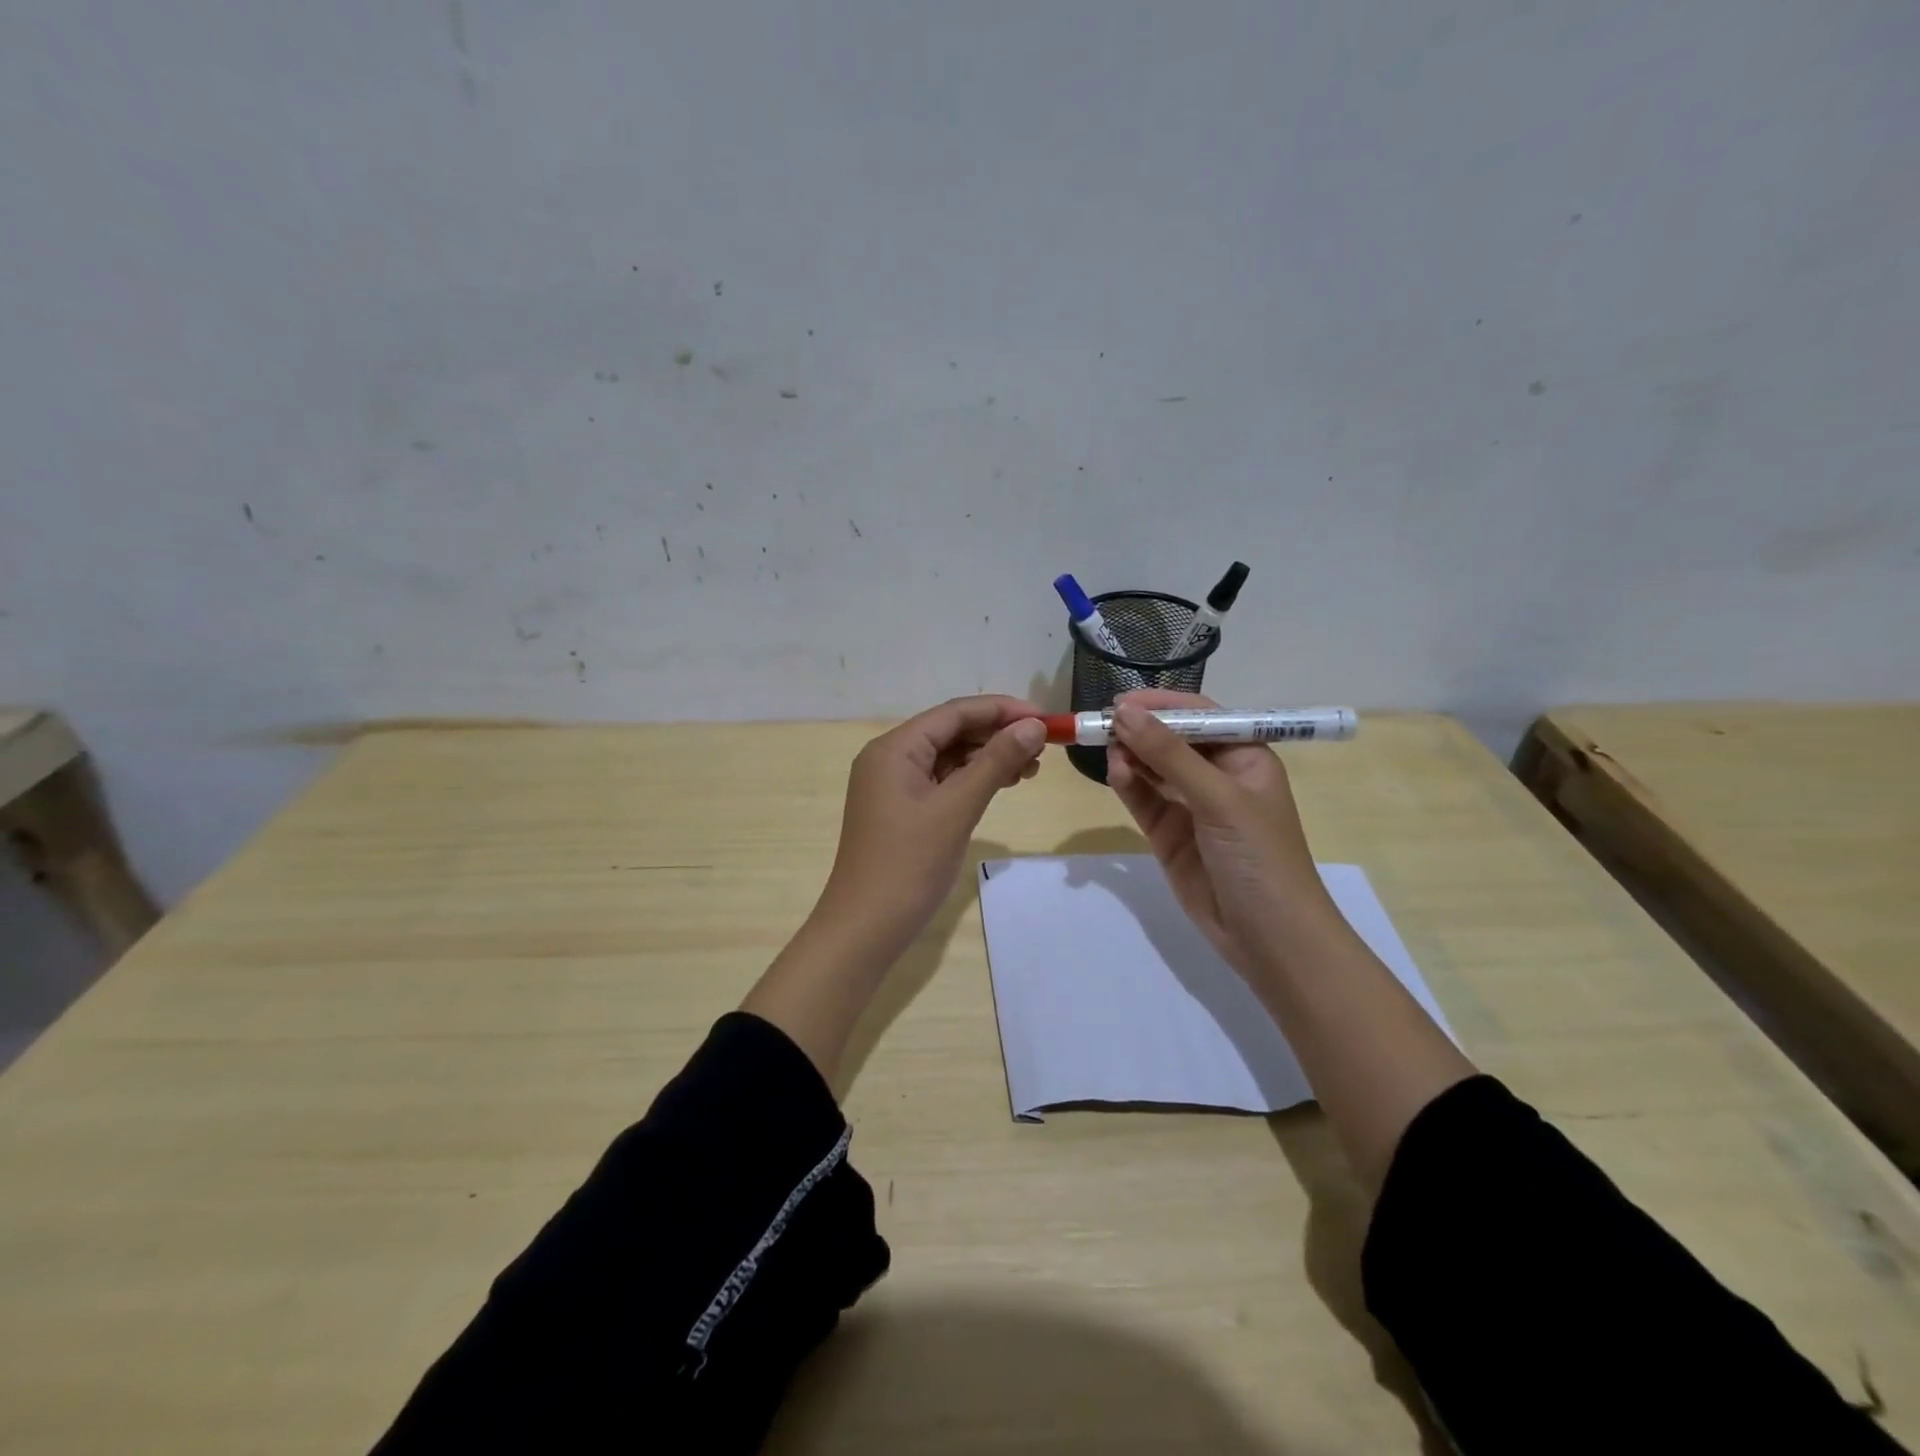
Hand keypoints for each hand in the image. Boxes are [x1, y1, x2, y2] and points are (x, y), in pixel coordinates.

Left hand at [815, 695, 1047, 955]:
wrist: (866, 927)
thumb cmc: (909, 864)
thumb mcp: (957, 808)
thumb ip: (995, 762)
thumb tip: (1034, 726)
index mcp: (894, 748)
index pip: (954, 713)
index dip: (1001, 710)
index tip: (1045, 719)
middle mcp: (889, 758)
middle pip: (950, 731)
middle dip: (997, 735)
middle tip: (1043, 748)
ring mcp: (892, 785)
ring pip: (948, 757)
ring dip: (988, 758)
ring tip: (1029, 769)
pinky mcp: (900, 809)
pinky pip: (941, 781)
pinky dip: (971, 780)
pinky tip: (1000, 785)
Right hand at [1106, 690, 1335, 975]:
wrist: (1268, 938)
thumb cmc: (1259, 856)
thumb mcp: (1219, 798)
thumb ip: (1169, 755)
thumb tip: (1123, 713)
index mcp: (1245, 756)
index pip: (1201, 715)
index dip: (1162, 705)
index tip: (1121, 701)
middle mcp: (1217, 775)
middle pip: (1172, 740)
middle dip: (1140, 730)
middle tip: (1102, 724)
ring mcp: (1191, 806)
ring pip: (1153, 768)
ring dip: (1131, 756)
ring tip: (1107, 747)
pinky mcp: (1168, 834)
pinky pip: (1144, 799)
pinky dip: (1128, 785)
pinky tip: (1116, 773)